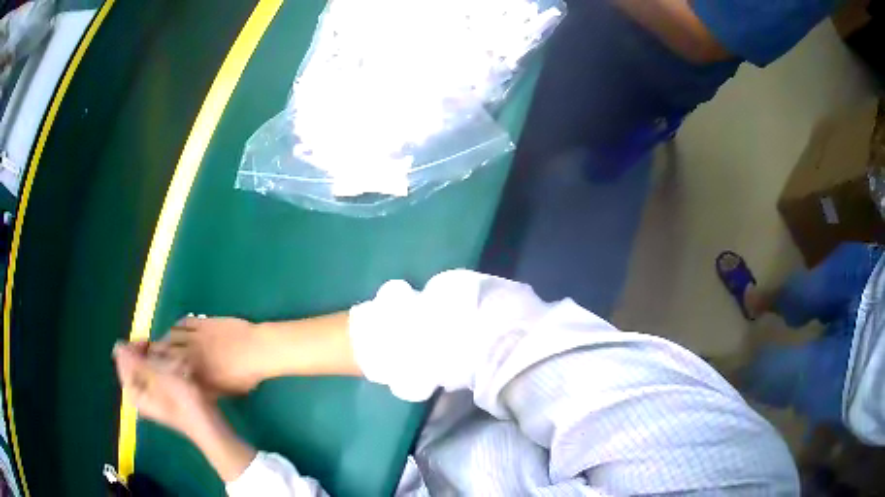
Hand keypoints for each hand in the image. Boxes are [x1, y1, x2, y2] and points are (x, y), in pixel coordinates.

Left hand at [113, 341, 257, 481]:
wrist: (206, 424)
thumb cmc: (181, 399)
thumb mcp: (157, 375)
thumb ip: (135, 361)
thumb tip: (117, 346)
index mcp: (132, 391)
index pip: (123, 359)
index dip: (134, 347)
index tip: (150, 343)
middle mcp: (137, 395)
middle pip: (135, 364)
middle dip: (149, 356)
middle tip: (166, 357)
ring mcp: (149, 398)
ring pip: (148, 369)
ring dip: (160, 363)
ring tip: (176, 367)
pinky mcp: (161, 399)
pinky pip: (157, 377)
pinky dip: (166, 372)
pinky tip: (179, 374)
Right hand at [161, 316, 272, 394]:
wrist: (258, 350)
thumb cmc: (244, 376)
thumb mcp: (224, 391)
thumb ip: (206, 389)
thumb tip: (193, 387)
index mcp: (195, 371)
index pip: (171, 369)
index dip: (160, 368)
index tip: (153, 369)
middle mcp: (191, 352)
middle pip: (167, 349)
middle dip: (157, 351)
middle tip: (151, 353)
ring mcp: (196, 335)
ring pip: (173, 334)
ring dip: (165, 337)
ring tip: (162, 340)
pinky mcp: (204, 322)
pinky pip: (185, 321)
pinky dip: (177, 324)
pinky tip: (175, 327)